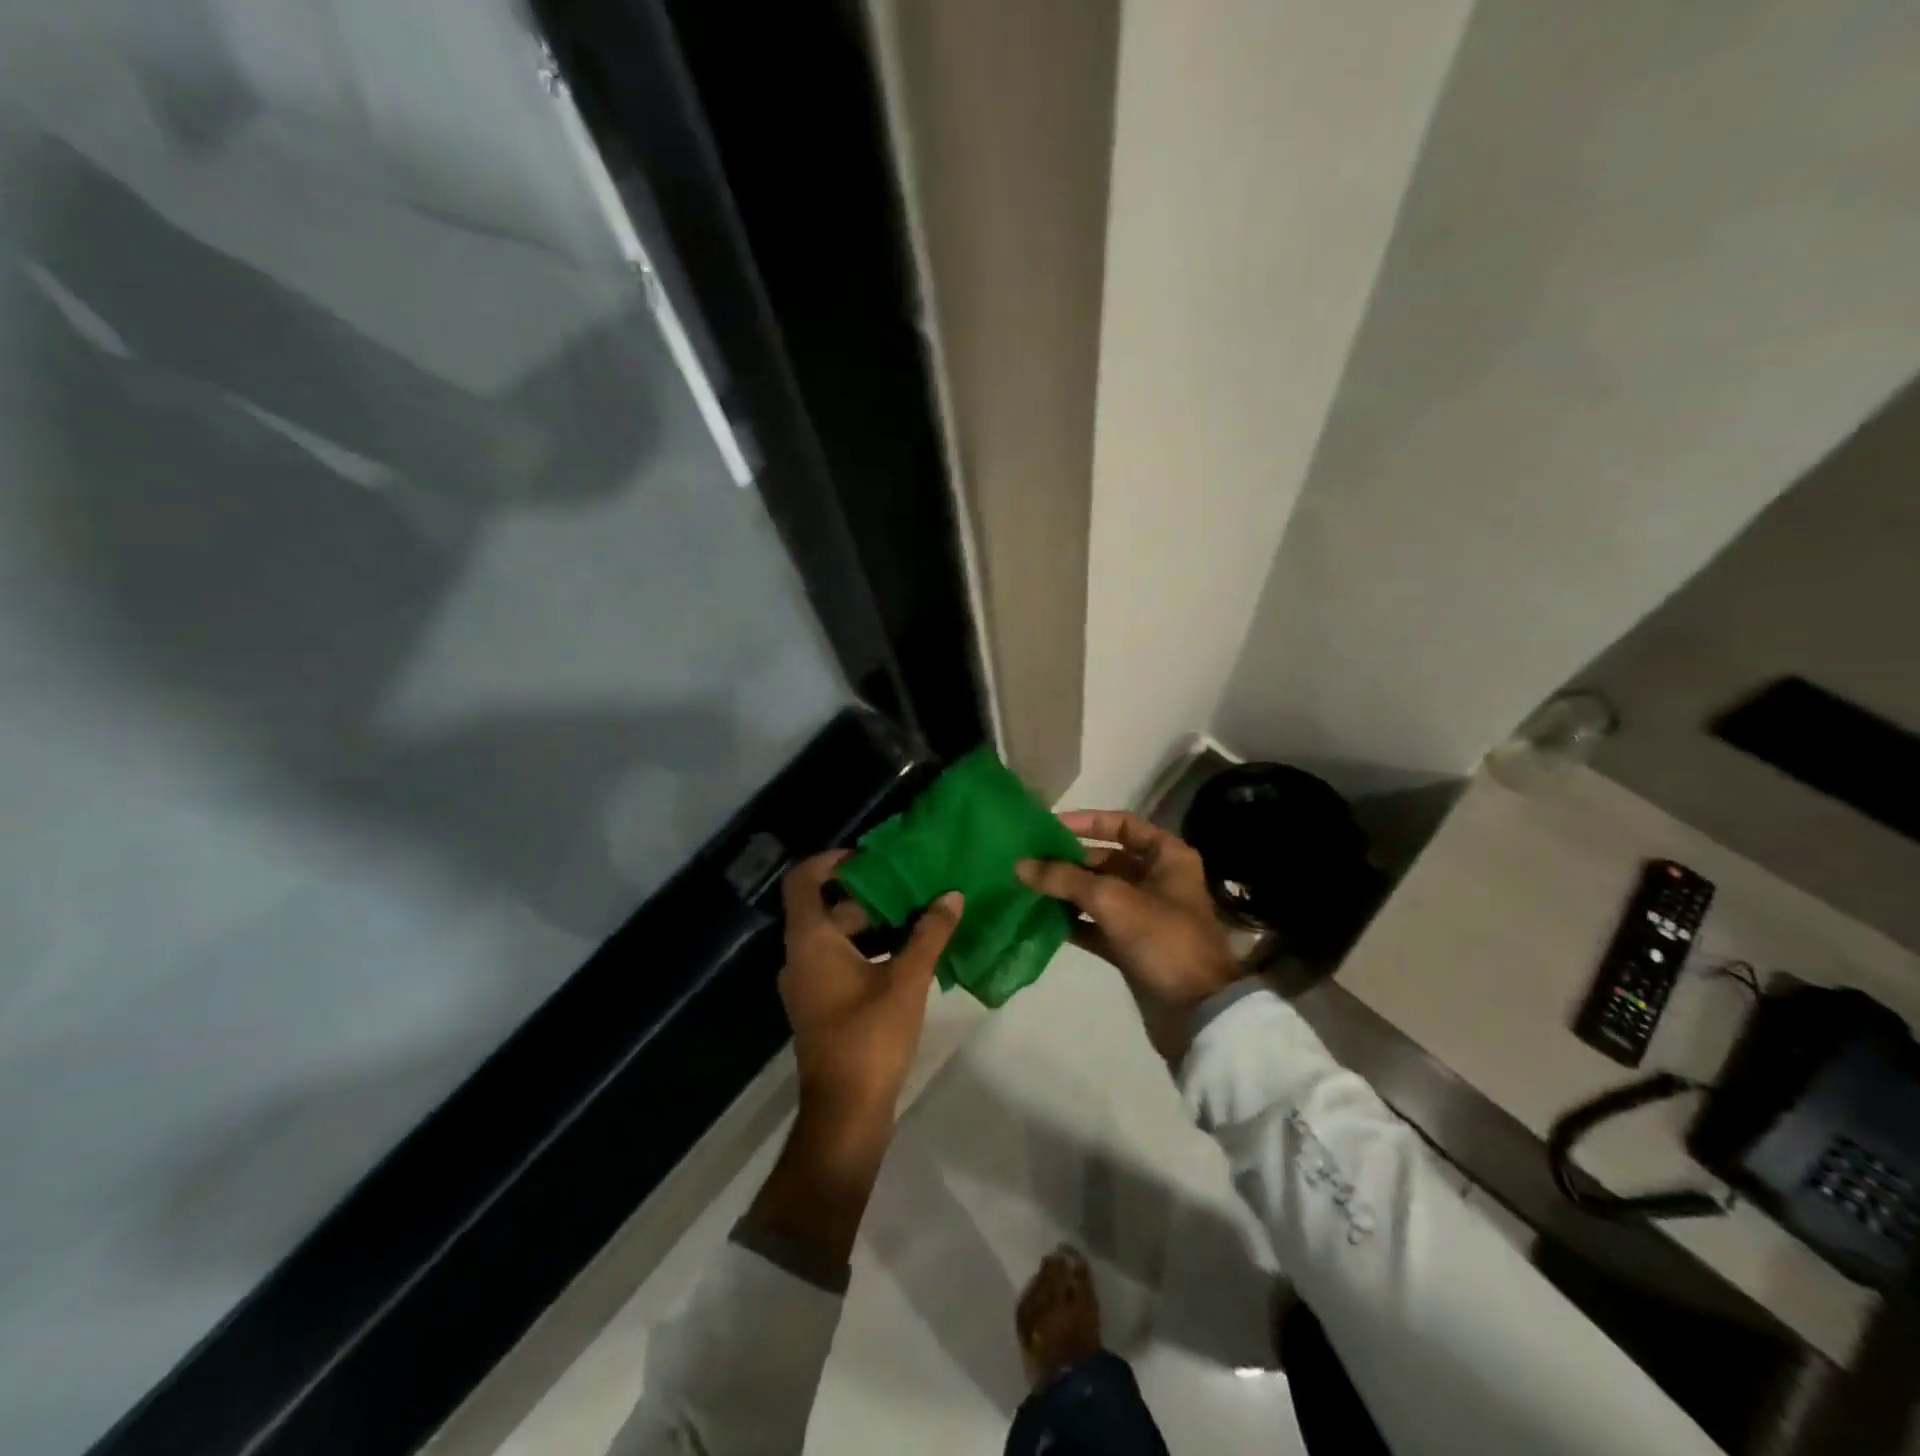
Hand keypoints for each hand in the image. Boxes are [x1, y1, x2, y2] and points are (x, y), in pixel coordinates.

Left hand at [778, 852, 962, 1135]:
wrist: (845, 1112)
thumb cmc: (870, 1037)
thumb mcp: (907, 980)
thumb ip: (930, 934)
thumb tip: (952, 896)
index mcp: (810, 942)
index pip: (802, 881)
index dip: (829, 861)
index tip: (867, 856)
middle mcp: (800, 957)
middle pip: (826, 908)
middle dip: (867, 894)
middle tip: (910, 884)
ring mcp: (808, 984)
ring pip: (836, 937)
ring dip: (872, 924)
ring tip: (916, 913)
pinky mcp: (821, 1005)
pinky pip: (839, 961)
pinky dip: (868, 949)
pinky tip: (908, 953)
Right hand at [1017, 810, 1240, 1060]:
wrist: (1198, 1012)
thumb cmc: (1163, 939)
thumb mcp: (1112, 900)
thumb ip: (1064, 879)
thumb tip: (1020, 865)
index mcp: (1167, 857)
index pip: (1123, 824)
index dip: (1087, 821)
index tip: (1050, 827)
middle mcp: (1157, 879)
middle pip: (1106, 859)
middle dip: (1068, 860)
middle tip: (1028, 861)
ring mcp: (1144, 914)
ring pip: (1098, 893)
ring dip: (1066, 890)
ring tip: (1027, 887)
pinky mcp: (1132, 945)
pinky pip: (1096, 924)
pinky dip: (1072, 921)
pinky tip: (1041, 919)